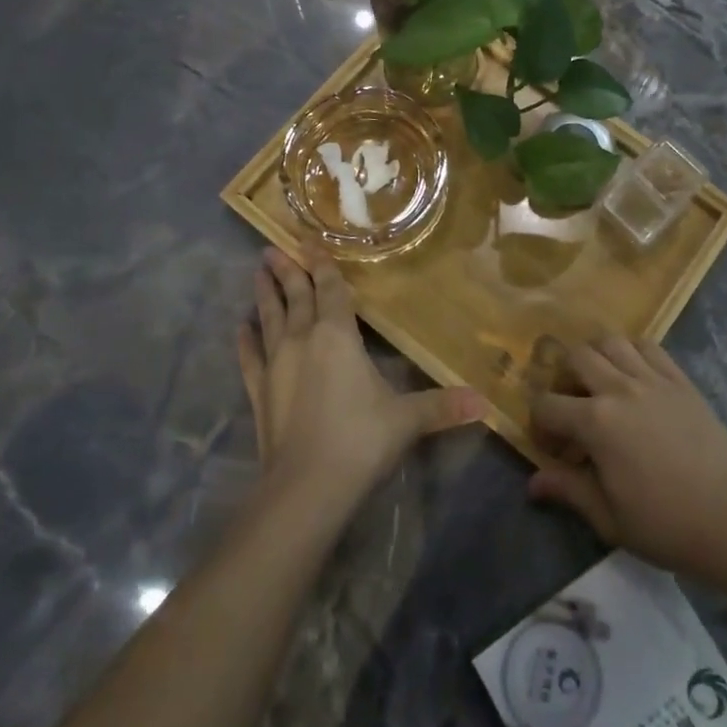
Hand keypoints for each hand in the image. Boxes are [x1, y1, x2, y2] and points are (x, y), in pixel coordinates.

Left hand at [238, 240, 483, 506]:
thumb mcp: (407, 420)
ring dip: (264, 294)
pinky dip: (245, 341)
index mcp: (337, 335)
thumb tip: (485, 404)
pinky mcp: (259, 393)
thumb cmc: (360, 439)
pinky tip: (240, 327)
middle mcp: (302, 340)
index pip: (329, 288)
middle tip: (273, 247)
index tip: (307, 239)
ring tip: (258, 271)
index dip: (320, 262)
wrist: (305, 488)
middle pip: (295, 296)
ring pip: (269, 318)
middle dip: (287, 270)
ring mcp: (276, 366)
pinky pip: (249, 358)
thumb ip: (443, 406)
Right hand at [528, 339, 726, 580]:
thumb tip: (532, 483)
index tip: (551, 447)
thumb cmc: (664, 525)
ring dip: (596, 355)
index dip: (540, 424)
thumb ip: (568, 489)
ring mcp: (652, 379)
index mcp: (596, 422)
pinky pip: (648, 346)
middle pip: (576, 357)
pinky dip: (633, 351)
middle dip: (563, 378)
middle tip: (572, 406)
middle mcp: (619, 388)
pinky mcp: (680, 379)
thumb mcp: (608, 517)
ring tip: (600, 381)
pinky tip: (634, 374)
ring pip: (611, 341)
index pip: (547, 405)